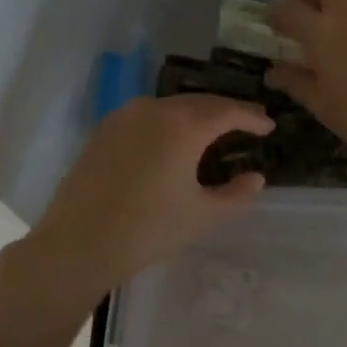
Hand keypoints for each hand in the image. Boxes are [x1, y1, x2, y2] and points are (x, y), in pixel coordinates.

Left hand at [19, 95, 273, 300]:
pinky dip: (168, 122)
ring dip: (196, 114)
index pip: (227, 111)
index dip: (251, 118)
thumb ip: (235, 194)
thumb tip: (255, 178)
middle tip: (247, 123)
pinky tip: (173, 140)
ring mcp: (124, 117)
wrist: (78, 243)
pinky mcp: (103, 131)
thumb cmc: (148, 229)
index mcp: (183, 126)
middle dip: (225, 111)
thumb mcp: (202, 215)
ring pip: (170, 106)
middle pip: (199, 102)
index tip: (268, 126)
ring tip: (213, 130)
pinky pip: (146, 116)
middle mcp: (153, 110)